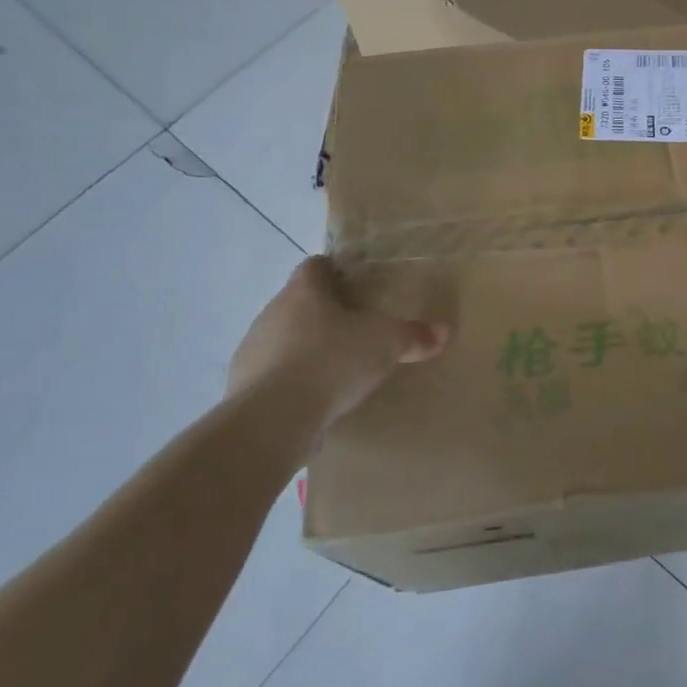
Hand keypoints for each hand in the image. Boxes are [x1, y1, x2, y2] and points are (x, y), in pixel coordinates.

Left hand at [227, 256, 448, 432]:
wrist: (272, 420)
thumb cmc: (331, 361)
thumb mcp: (386, 344)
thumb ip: (414, 335)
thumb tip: (442, 331)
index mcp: (303, 291)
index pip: (315, 266)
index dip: (336, 270)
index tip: (357, 284)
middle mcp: (272, 313)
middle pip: (299, 303)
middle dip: (325, 313)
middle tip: (357, 327)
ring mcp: (252, 351)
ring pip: (284, 339)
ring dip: (306, 348)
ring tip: (339, 367)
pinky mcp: (244, 389)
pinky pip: (274, 375)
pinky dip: (294, 381)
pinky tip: (317, 398)